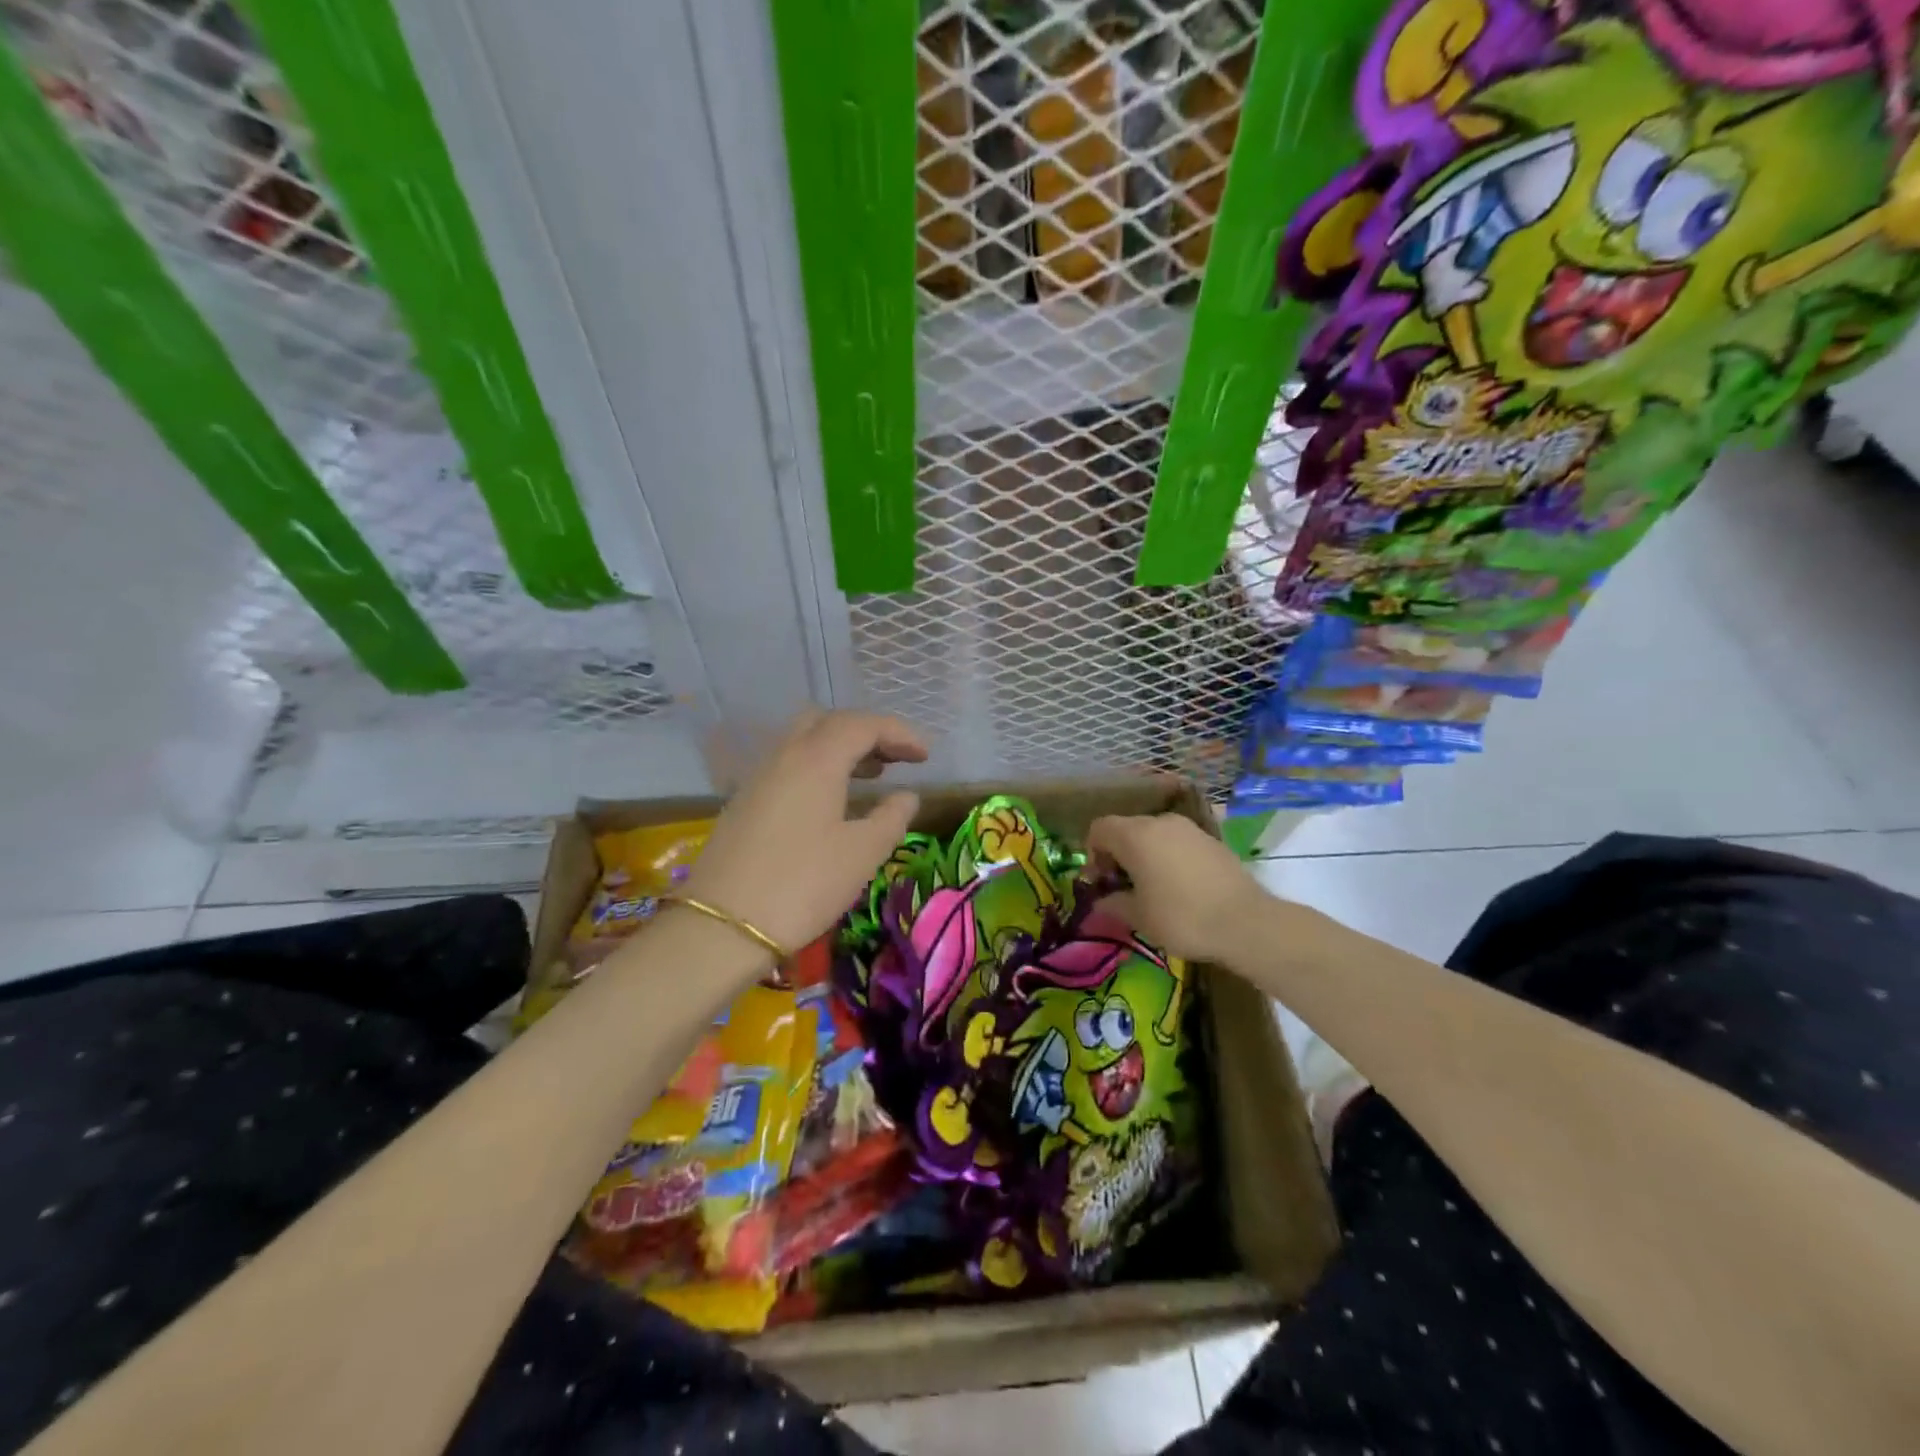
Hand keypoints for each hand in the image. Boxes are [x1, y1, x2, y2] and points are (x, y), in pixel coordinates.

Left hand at [684, 709, 927, 954]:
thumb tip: (907, 796)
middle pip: (828, 722)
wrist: (723, 926)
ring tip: (871, 776)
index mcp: (816, 760)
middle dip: (866, 732)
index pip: (863, 725)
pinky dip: (817, 767)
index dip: (899, 733)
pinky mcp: (744, 802)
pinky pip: (788, 765)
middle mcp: (784, 756)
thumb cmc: (804, 885)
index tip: (925, 756)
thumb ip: (891, 817)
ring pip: (803, 742)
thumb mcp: (862, 853)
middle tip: (895, 759)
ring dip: (840, 749)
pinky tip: (830, 801)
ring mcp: (758, 778)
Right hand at [1086, 813, 1268, 965]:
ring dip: (1145, 855)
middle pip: (1126, 828)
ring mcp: (1189, 828)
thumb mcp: (1138, 917)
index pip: (1099, 829)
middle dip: (1118, 854)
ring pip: (1153, 834)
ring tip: (1152, 887)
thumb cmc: (1182, 917)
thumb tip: (1101, 901)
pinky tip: (1179, 886)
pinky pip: (1177, 842)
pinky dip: (1169, 857)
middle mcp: (1160, 822)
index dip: (1092, 853)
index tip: (1100, 882)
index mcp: (1135, 835)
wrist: (1246, 922)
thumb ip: (1112, 903)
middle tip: (1123, 887)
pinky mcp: (1211, 839)